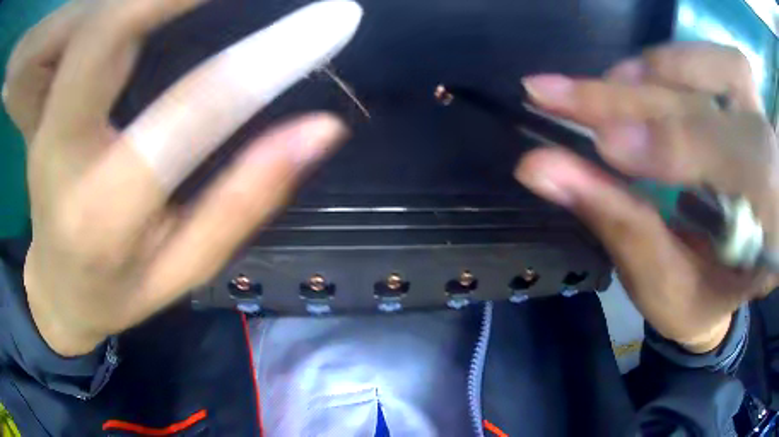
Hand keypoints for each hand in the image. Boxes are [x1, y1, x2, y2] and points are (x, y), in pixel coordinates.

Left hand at [4, 0, 359, 355]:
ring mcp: (50, 115)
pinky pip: (95, 24)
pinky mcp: (52, 97)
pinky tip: (176, 0)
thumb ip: (244, 201)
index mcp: (103, 213)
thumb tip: (322, 130)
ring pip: (102, 17)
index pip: (189, 112)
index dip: (266, 59)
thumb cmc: (117, 294)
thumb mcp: (184, 269)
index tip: (336, 19)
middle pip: (113, 29)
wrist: (56, 289)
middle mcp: (62, 149)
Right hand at [516, 42, 778, 352]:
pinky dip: (674, 63)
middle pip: (715, 110)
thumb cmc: (700, 299)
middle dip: (634, 101)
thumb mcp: (662, 286)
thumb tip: (539, 166)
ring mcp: (765, 128)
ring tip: (605, 91)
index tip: (599, 145)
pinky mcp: (751, 107)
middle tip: (555, 93)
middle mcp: (775, 169)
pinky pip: (718, 61)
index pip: (741, 171)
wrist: (734, 281)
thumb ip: (617, 223)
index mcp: (769, 238)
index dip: (675, 146)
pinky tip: (640, 84)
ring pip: (721, 68)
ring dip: (656, 74)